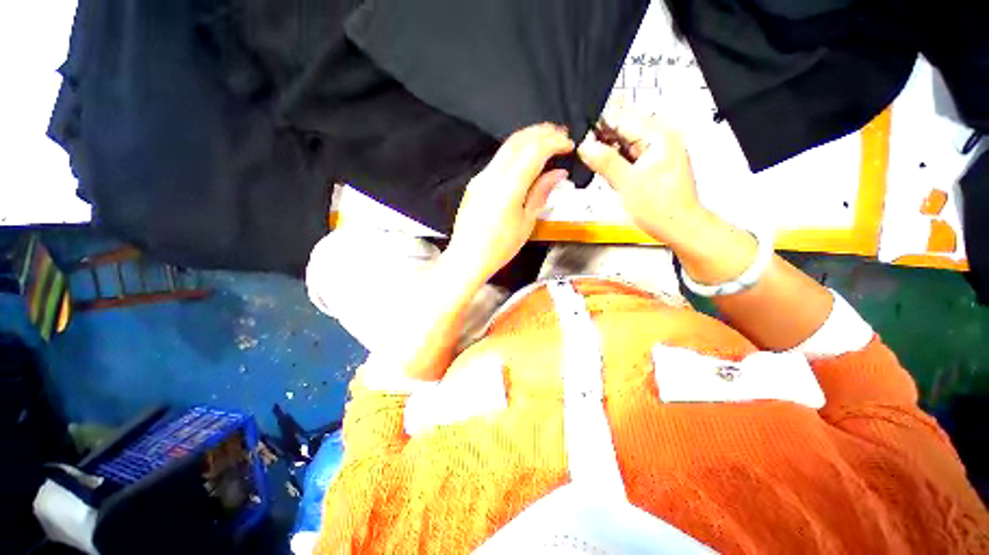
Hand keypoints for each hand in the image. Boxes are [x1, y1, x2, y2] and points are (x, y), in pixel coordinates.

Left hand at [444, 123, 573, 283]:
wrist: (467, 258)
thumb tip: (557, 173)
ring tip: (547, 142)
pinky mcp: (475, 184)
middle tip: (560, 134)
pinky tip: (525, 160)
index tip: (569, 145)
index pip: (534, 151)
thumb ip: (541, 193)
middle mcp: (492, 176)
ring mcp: (480, 178)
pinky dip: (515, 153)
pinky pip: (498, 160)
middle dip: (541, 132)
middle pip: (518, 141)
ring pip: (506, 148)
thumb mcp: (526, 223)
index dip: (554, 142)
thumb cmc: (499, 247)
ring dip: (528, 139)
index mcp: (508, 187)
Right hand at [577, 109, 706, 248]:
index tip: (580, 142)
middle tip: (589, 162)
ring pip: (624, 146)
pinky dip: (618, 168)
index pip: (621, 119)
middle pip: (622, 131)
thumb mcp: (627, 183)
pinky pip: (629, 158)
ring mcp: (657, 152)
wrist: (679, 227)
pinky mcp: (653, 165)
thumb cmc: (660, 208)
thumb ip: (605, 161)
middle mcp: (660, 139)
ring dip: (610, 159)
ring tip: (608, 176)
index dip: (598, 129)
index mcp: (658, 136)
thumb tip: (585, 145)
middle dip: (603, 146)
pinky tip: (615, 180)